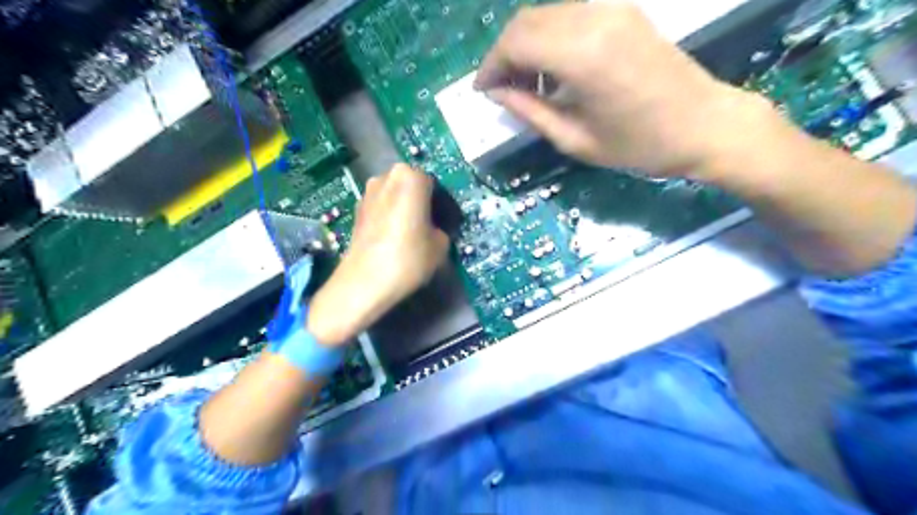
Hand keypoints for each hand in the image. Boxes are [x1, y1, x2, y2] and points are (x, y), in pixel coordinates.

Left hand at [307, 166, 449, 345]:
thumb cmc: (408, 258)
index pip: (436, 185)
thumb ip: (441, 229)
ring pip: (395, 197)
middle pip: (412, 186)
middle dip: (422, 203)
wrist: (364, 283)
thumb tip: (434, 229)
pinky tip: (393, 239)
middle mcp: (386, 177)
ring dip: (405, 209)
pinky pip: (381, 208)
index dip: (443, 205)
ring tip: (411, 235)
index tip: (447, 223)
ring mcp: (367, 192)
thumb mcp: (441, 245)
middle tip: (431, 227)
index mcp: (411, 177)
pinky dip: (390, 218)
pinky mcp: (356, 210)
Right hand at [473, 2, 768, 175]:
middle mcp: (593, 17)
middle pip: (525, 21)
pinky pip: (569, 16)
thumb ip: (529, 110)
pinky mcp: (622, 11)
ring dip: (526, 46)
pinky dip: (549, 39)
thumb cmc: (638, 145)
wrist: (704, 124)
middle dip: (504, 54)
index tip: (483, 91)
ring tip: (527, 85)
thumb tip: (497, 92)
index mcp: (581, 54)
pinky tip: (554, 70)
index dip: (491, 66)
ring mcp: (610, 8)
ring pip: (545, 15)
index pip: (515, 43)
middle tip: (501, 90)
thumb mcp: (574, 139)